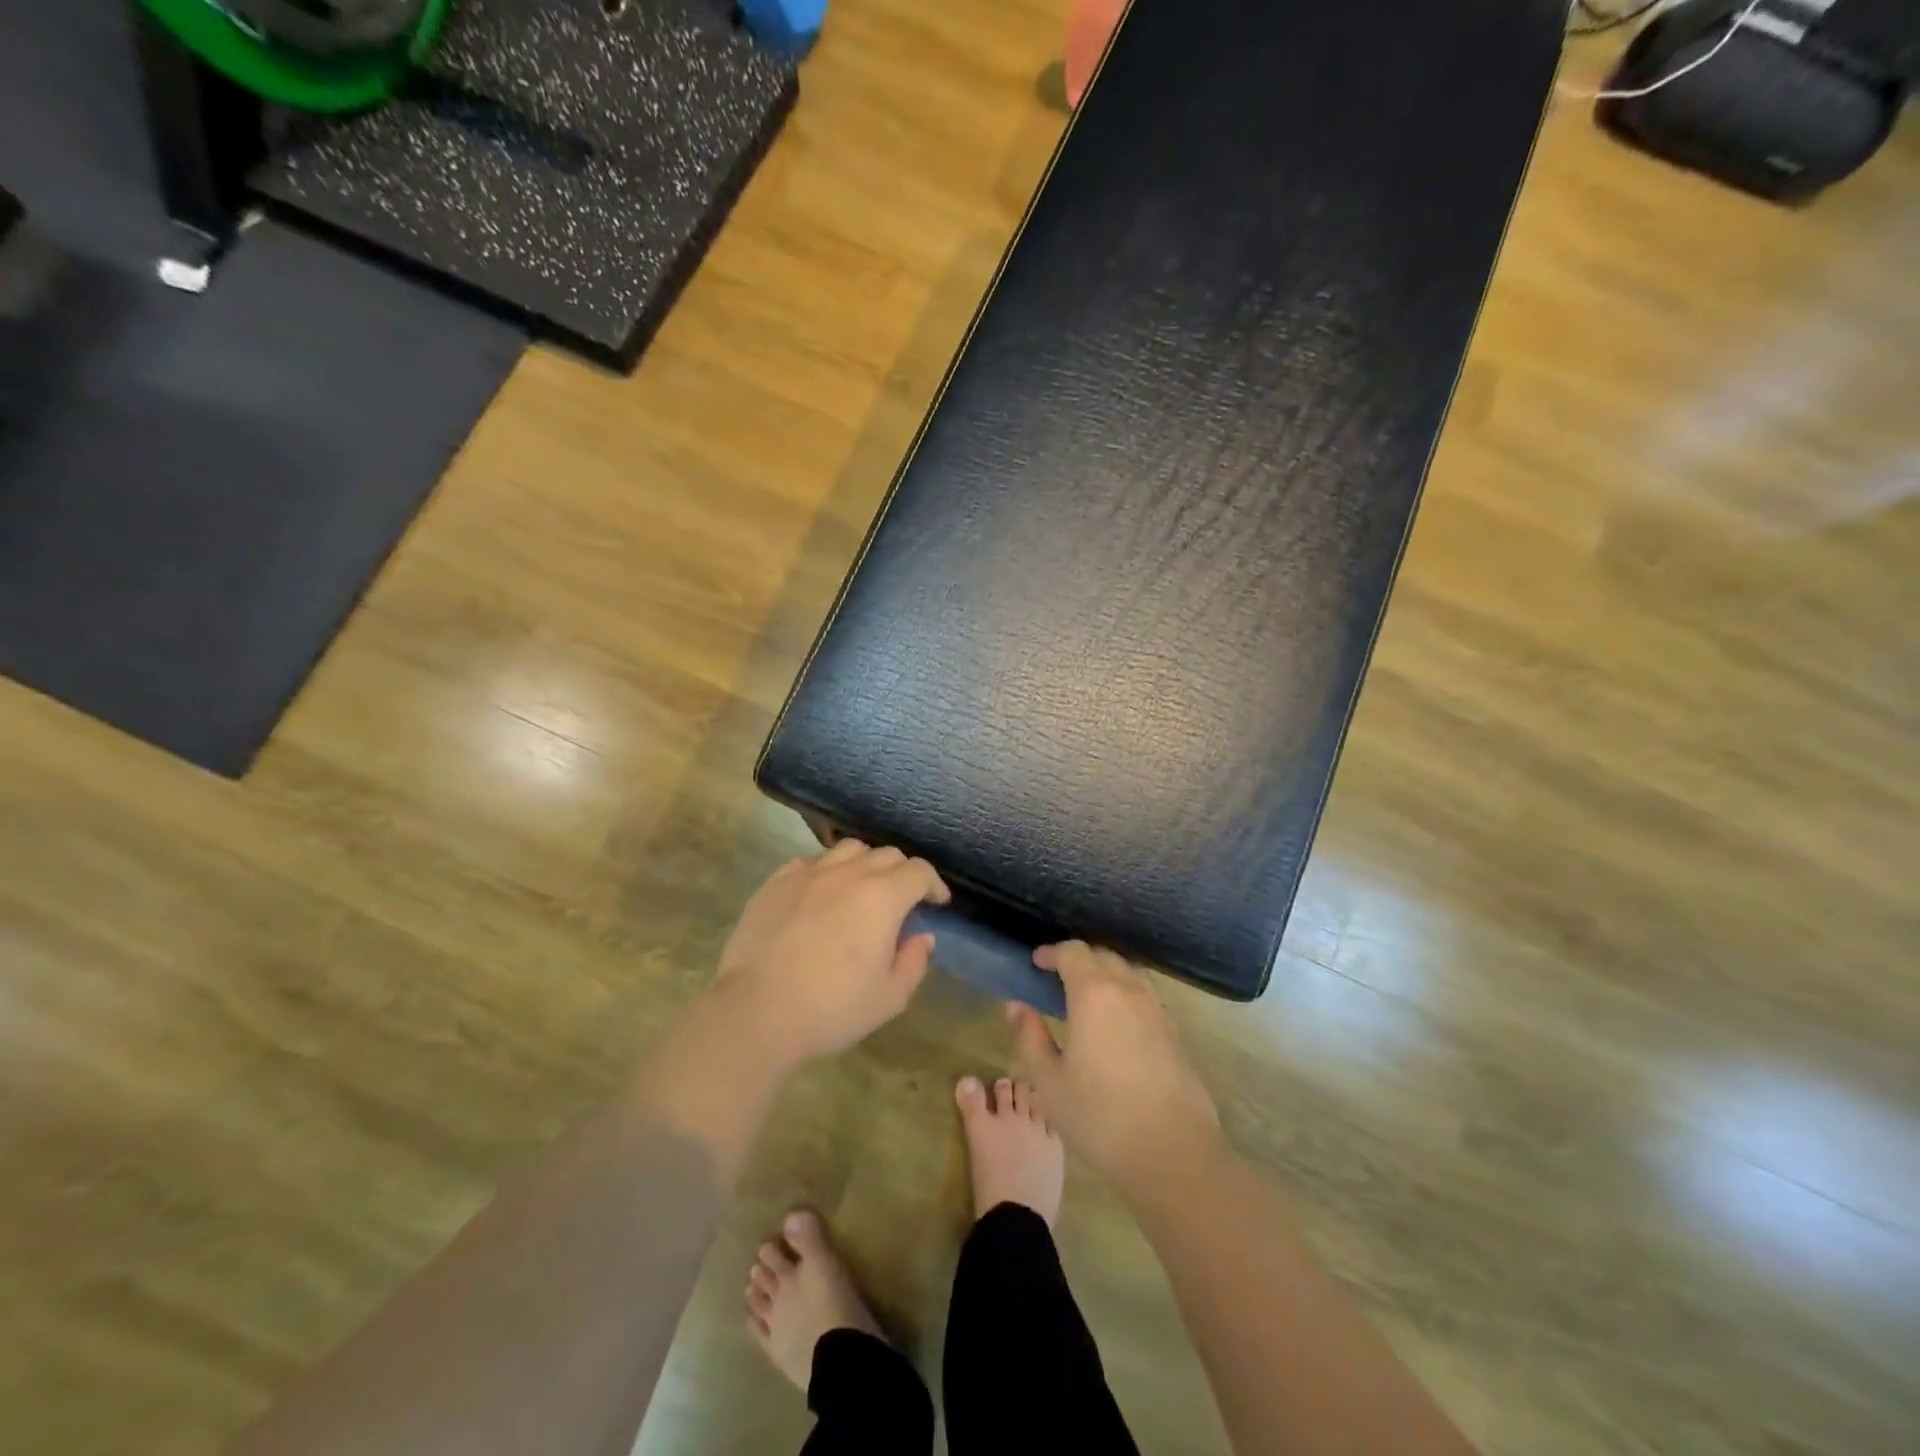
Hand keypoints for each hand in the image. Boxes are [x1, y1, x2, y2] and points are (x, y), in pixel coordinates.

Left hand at [716, 839, 949, 1066]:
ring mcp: (809, 873)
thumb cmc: (832, 1008)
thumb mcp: (889, 997)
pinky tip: (822, 893)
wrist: (757, 1011)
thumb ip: (914, 962)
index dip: (934, 884)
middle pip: (886, 855)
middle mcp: (849, 873)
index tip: (937, 901)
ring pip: (848, 850)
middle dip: (903, 872)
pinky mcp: (777, 882)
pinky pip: (811, 862)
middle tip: (903, 899)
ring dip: (865, 864)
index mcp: (883, 897)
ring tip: (862, 888)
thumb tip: (922, 937)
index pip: (919, 872)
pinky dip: (827, 870)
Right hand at [1010, 942, 1221, 1197]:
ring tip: (1087, 996)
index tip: (1036, 963)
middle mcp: (1128, 989)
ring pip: (1128, 971)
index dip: (1052, 953)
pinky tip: (1117, 1021)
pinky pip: (1145, 994)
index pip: (1073, 952)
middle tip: (1057, 978)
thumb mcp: (1050, 1082)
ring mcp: (1156, 1008)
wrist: (1173, 1152)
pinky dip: (1126, 992)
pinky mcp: (1174, 1030)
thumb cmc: (1100, 1117)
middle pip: (1102, 955)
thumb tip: (1017, 1007)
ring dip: (1105, 972)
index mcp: (1094, 993)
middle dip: (1078, 959)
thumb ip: (1031, 1037)